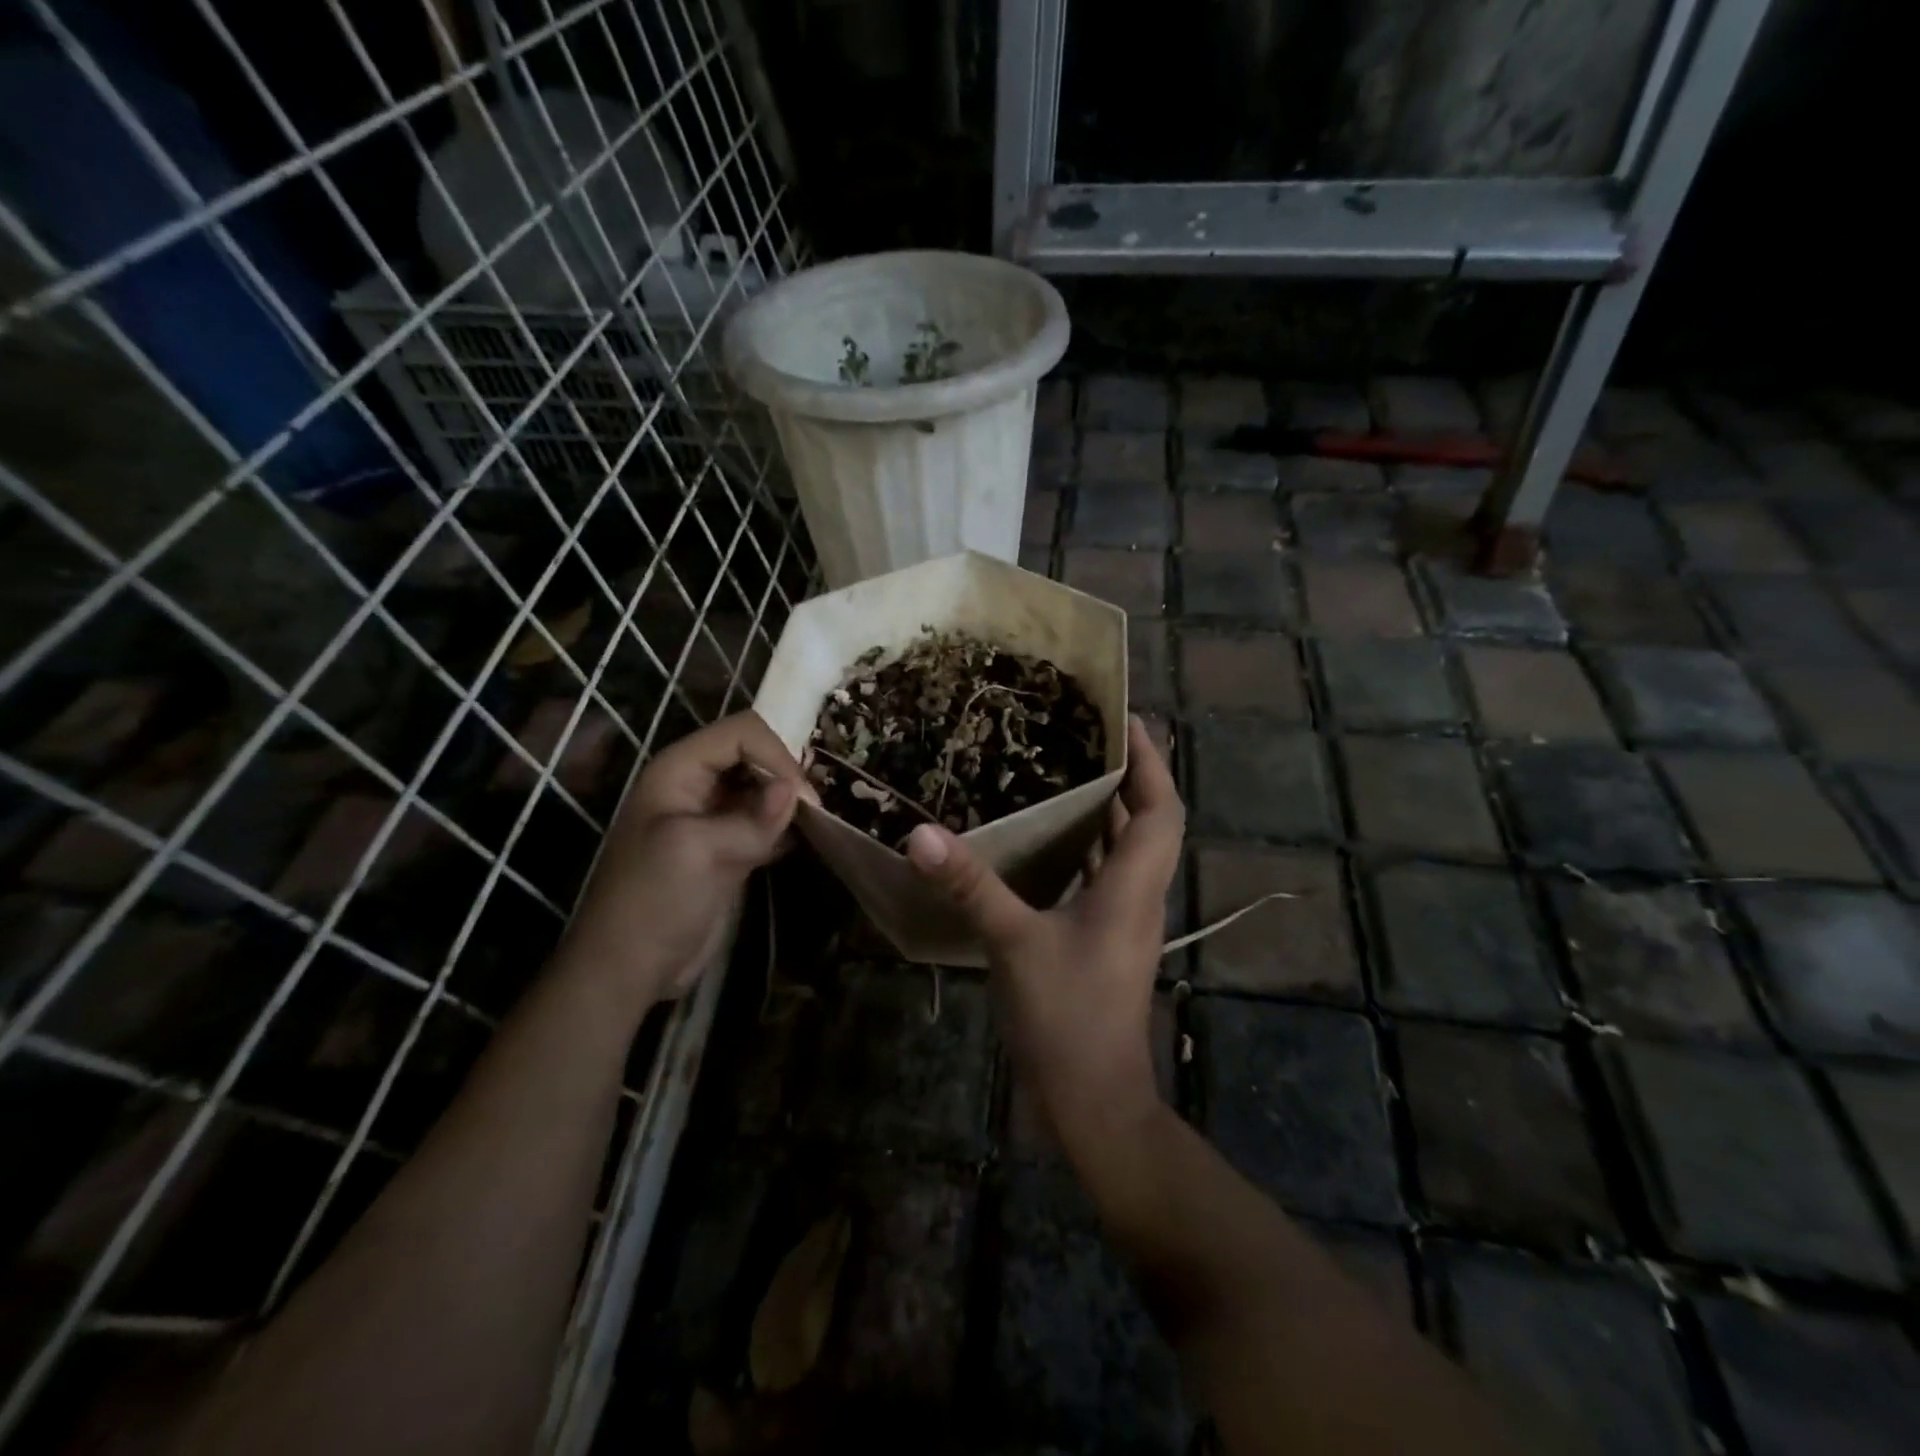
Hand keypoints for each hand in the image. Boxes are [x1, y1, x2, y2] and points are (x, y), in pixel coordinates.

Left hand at [558, 711, 806, 1012]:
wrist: (629, 969)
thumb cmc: (652, 900)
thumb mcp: (697, 851)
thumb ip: (751, 818)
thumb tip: (797, 791)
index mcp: (679, 770)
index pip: (741, 733)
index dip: (776, 754)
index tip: (801, 797)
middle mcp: (697, 784)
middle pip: (755, 754)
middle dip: (786, 774)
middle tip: (814, 811)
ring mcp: (714, 817)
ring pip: (764, 787)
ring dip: (790, 801)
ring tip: (816, 823)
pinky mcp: (729, 847)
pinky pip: (765, 821)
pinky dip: (787, 826)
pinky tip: (805, 840)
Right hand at [905, 716, 1182, 1147]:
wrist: (1092, 1099)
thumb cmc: (1067, 1016)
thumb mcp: (1014, 943)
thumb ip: (971, 885)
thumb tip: (922, 833)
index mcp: (1134, 885)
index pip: (1161, 806)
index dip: (1150, 759)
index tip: (1126, 716)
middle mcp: (1138, 895)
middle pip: (1149, 820)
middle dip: (1129, 773)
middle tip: (1087, 734)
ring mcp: (1123, 920)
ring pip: (1126, 848)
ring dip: (1108, 809)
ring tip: (1066, 770)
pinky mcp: (1103, 939)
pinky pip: (1103, 876)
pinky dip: (1086, 846)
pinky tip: (1047, 838)